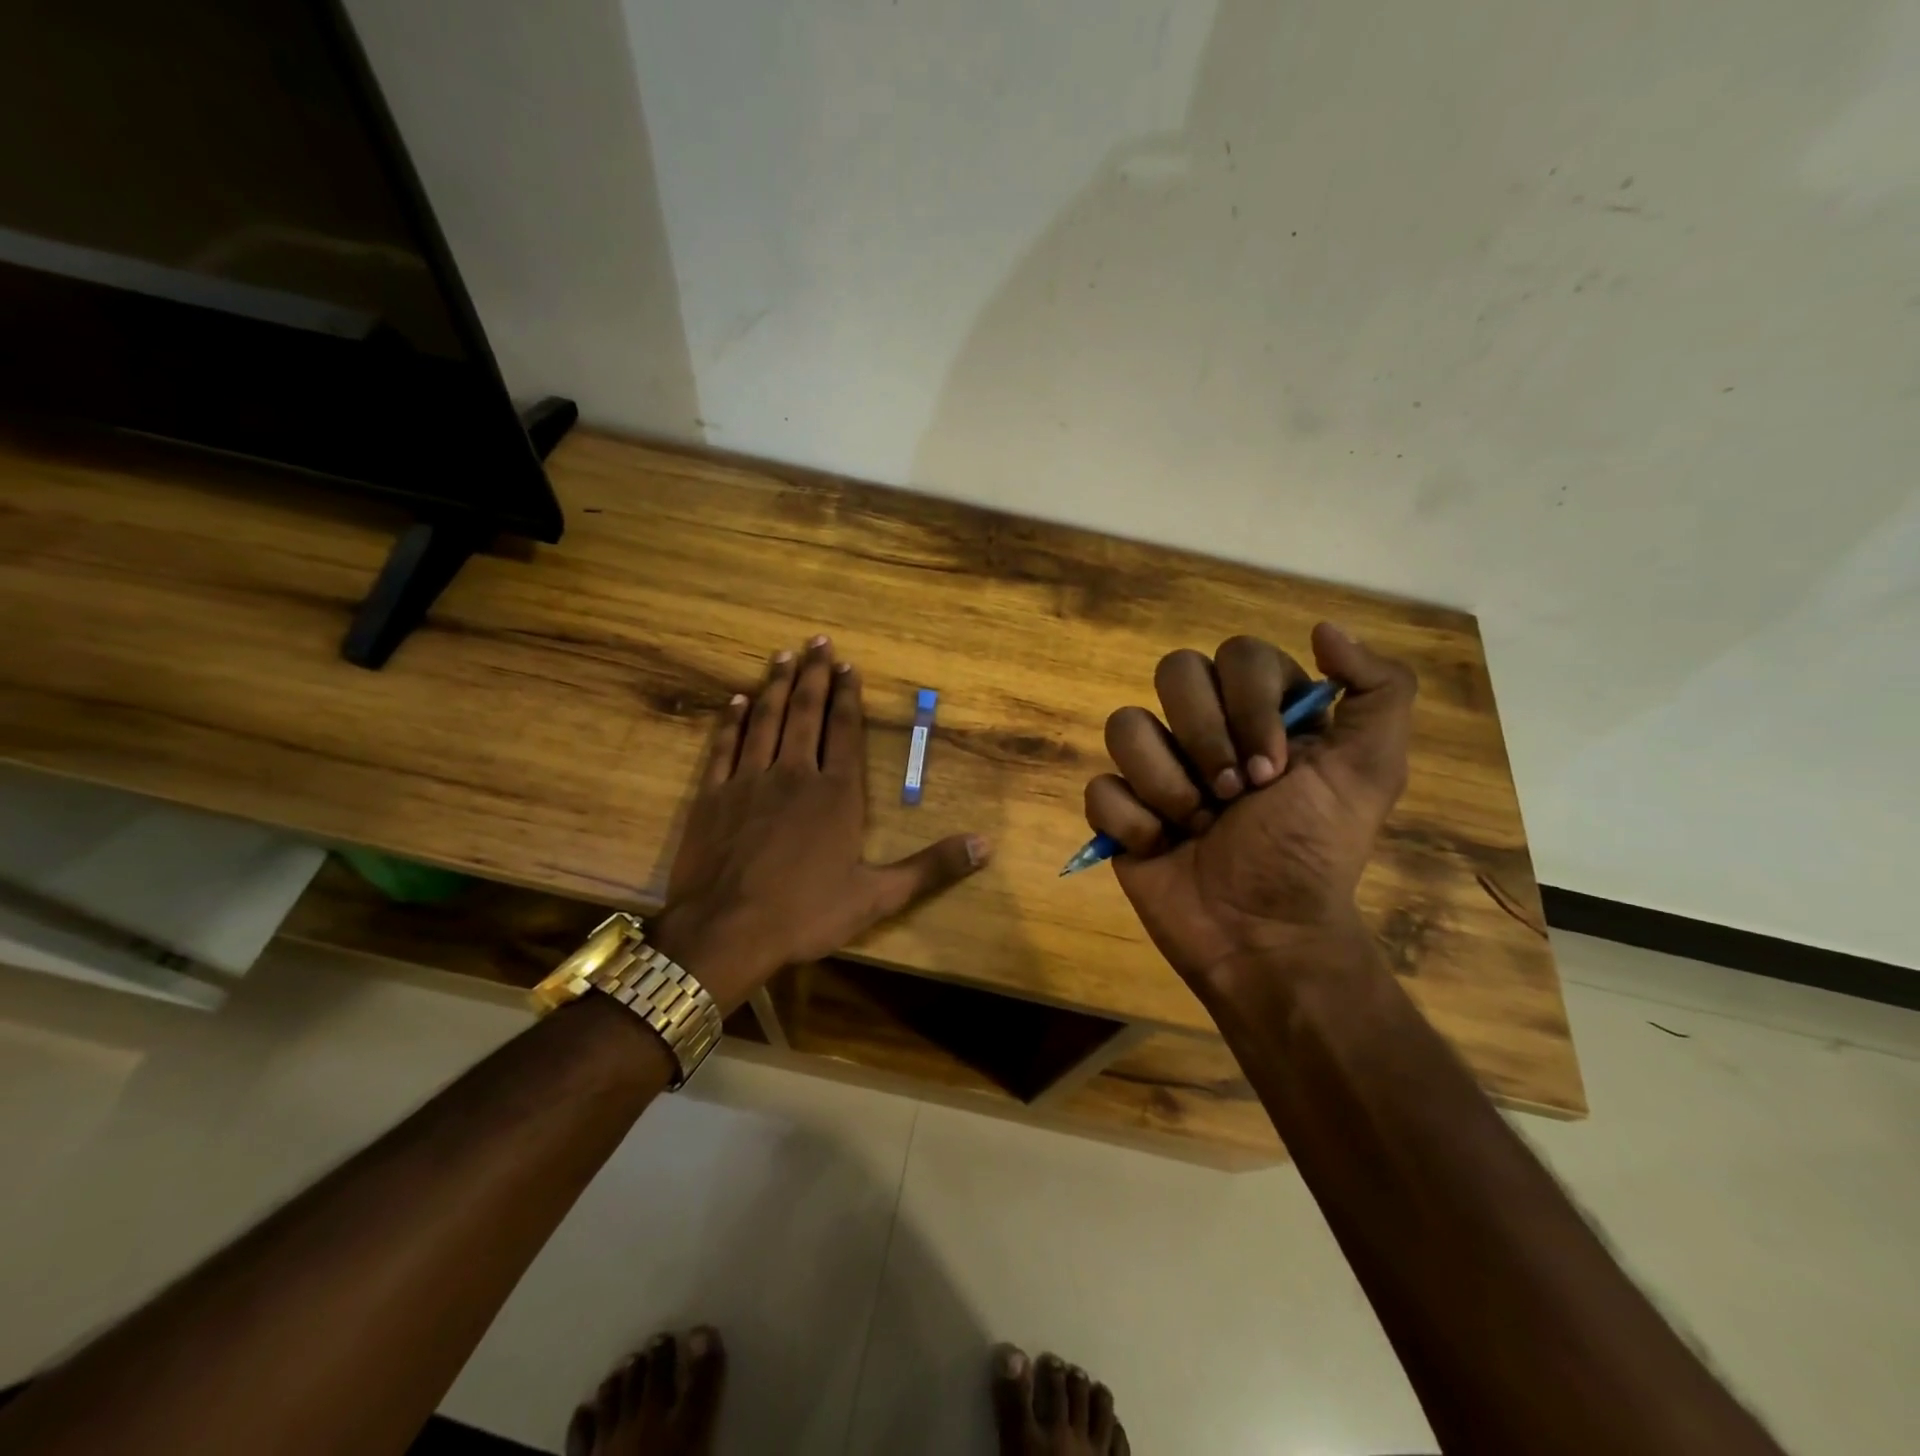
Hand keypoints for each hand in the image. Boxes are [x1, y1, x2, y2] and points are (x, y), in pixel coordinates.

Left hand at [651, 636, 989, 1012]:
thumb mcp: (878, 896)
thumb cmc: (806, 914)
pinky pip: (725, 747)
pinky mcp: (713, 796)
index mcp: (836, 794)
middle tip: (816, 641)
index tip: (848, 666)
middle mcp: (794, 774)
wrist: (726, 932)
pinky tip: (736, 700)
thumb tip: (985, 846)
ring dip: (776, 686)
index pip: (845, 732)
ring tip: (783, 656)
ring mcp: (749, 781)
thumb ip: (931, 867)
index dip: (847, 696)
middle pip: (806, 714)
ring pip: (766, 721)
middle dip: (814, 675)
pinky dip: (731, 721)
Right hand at [1084, 623, 1414, 994]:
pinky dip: (1130, 820)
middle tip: (1234, 794)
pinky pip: (1100, 787)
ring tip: (1195, 826)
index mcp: (1261, 712)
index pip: (1237, 655)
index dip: (1249, 705)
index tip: (1275, 769)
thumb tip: (1323, 628)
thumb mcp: (1370, 771)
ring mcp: (1156, 769)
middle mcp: (1205, 729)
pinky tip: (1159, 847)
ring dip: (1166, 782)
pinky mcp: (1118, 811)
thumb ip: (1377, 690)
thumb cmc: (1313, 853)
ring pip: (1125, 725)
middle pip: (1173, 672)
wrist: (1263, 936)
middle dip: (1205, 737)